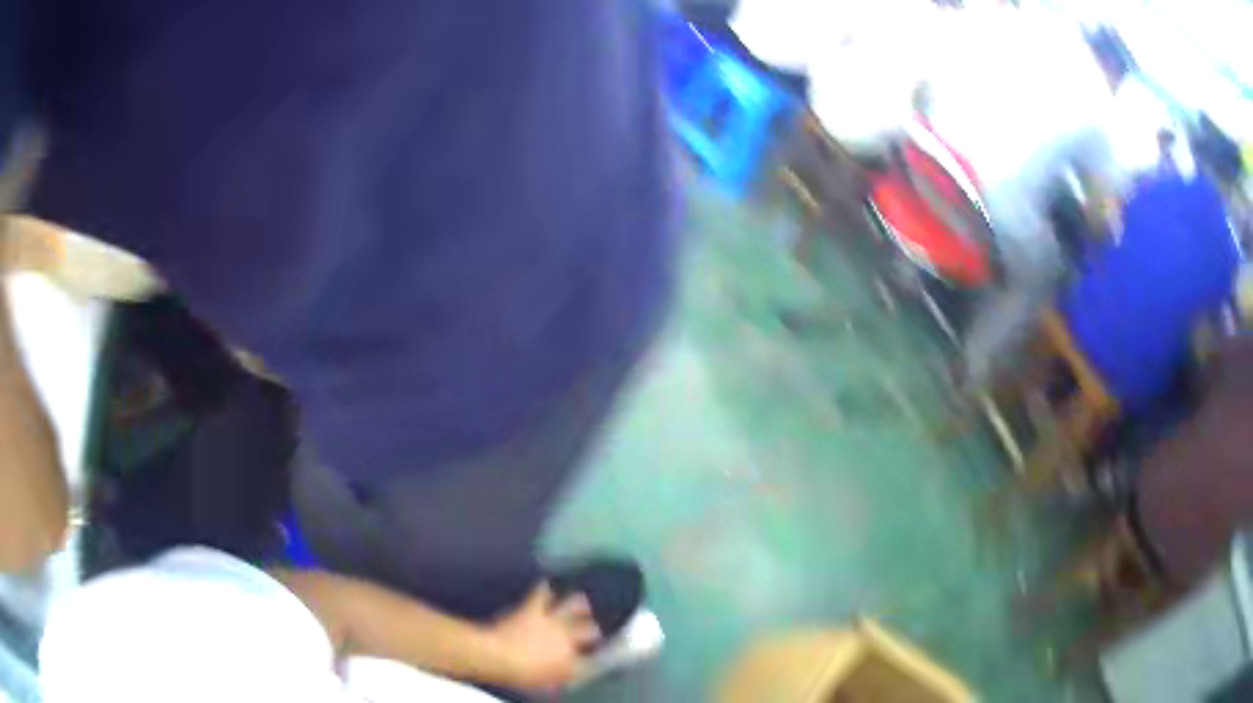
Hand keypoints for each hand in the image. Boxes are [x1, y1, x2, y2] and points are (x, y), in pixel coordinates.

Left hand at [488, 582, 600, 691]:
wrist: (498, 656)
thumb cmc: (520, 675)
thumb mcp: (543, 684)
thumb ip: (557, 677)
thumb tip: (562, 677)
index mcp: (570, 661)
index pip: (589, 659)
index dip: (591, 658)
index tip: (589, 658)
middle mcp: (567, 638)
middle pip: (589, 630)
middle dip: (592, 630)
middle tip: (593, 629)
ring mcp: (551, 621)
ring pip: (573, 606)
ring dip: (578, 603)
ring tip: (582, 600)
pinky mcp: (533, 609)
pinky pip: (542, 594)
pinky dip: (544, 590)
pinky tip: (546, 586)